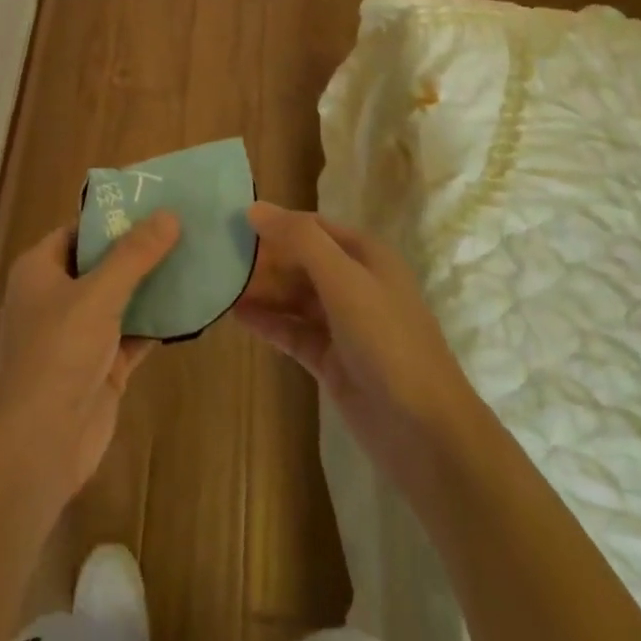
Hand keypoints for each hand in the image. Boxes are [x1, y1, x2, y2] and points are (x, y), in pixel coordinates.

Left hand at [0, 213, 178, 507]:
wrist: (40, 444)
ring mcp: (78, 334)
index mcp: (40, 270)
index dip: (113, 216)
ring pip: (121, 298)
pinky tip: (193, 305)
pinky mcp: (101, 365)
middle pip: (102, 262)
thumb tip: (169, 215)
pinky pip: (133, 332)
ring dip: (153, 284)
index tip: (155, 203)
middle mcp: (56, 297)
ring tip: (197, 257)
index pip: (78, 230)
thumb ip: (134, 255)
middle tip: (185, 227)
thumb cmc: (57, 354)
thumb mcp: (98, 295)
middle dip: (140, 249)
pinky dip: (158, 321)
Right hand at [235, 203, 474, 491]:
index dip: (275, 223)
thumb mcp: (344, 280)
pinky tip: (235, 315)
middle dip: (263, 258)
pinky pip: (292, 331)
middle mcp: (355, 284)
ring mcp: (343, 324)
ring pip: (294, 297)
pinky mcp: (331, 360)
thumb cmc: (387, 342)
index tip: (231, 222)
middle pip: (301, 261)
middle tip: (216, 257)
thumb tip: (254, 208)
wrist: (425, 433)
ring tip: (217, 284)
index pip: (313, 226)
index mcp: (367, 256)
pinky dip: (267, 322)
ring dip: (261, 290)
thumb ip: (300, 240)